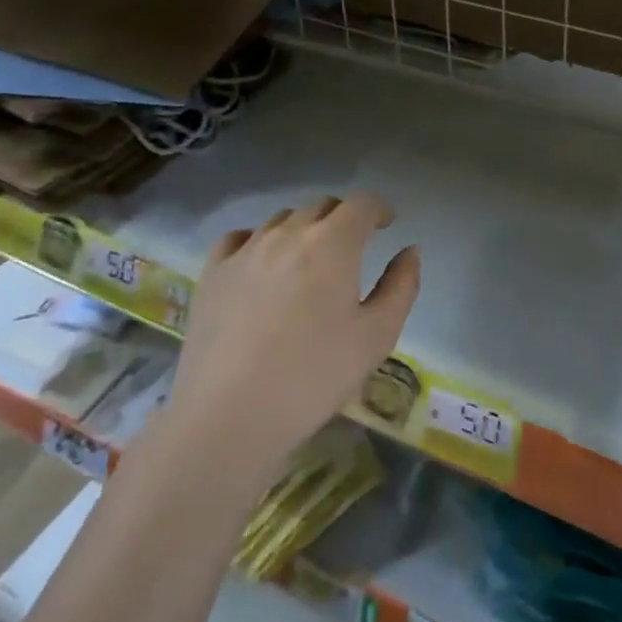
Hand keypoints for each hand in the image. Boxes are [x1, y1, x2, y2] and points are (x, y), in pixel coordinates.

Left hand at [160, 193, 419, 478]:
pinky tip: (262, 266)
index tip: (386, 224)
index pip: (362, 203)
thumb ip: (401, 286)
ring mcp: (245, 251)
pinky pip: (239, 239)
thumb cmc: (313, 377)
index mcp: (333, 243)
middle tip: (352, 247)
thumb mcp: (377, 336)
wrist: (227, 419)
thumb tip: (410, 251)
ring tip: (308, 261)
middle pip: (322, 206)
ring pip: (282, 219)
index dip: (378, 208)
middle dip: (343, 218)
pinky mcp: (212, 274)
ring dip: (303, 229)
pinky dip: (258, 241)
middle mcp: (288, 234)